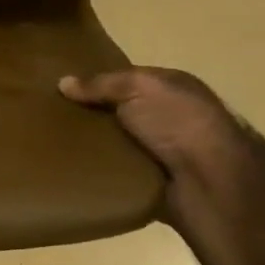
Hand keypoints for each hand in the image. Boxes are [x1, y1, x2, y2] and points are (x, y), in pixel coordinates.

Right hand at [59, 67, 246, 191]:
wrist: (212, 184)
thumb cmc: (179, 123)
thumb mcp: (139, 88)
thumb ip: (101, 84)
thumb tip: (63, 82)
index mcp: (172, 88)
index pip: (128, 80)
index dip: (98, 81)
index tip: (62, 87)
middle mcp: (169, 118)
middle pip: (120, 113)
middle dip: (91, 115)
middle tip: (51, 118)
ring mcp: (163, 153)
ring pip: (117, 144)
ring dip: (94, 147)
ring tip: (55, 146)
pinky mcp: (153, 184)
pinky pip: (118, 175)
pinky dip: (101, 174)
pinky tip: (73, 172)